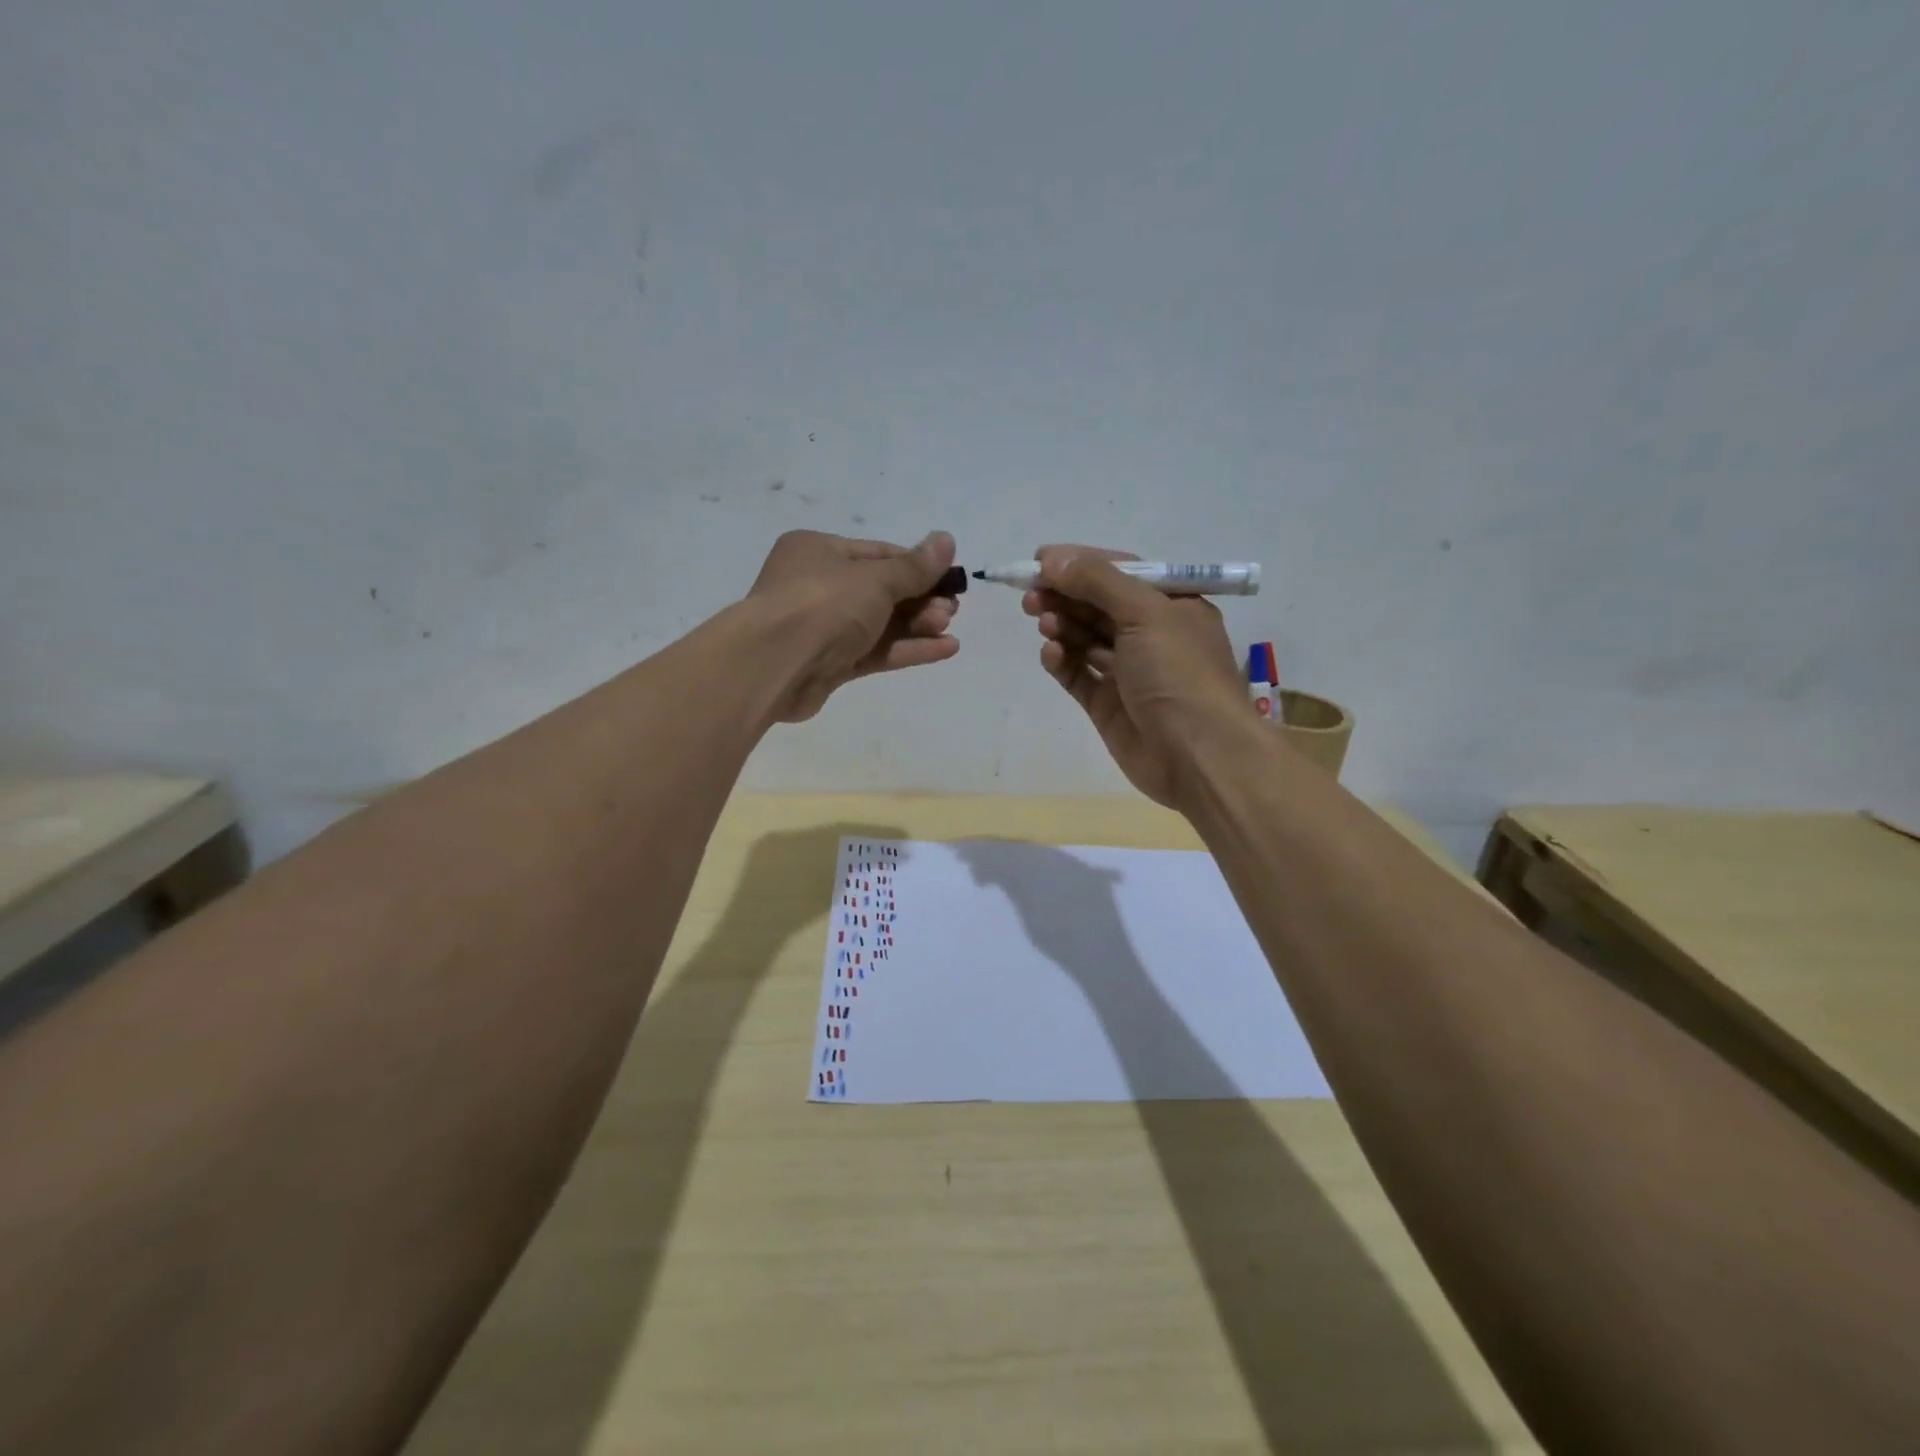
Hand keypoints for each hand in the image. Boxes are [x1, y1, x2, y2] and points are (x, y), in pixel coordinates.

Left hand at [748, 529, 960, 721]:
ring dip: (917, 626)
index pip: (878, 554)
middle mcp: (817, 586)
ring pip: (878, 624)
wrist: (774, 664)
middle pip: (880, 591)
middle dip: (919, 600)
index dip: (917, 566)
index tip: (949, 578)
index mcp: (819, 551)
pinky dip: (906, 650)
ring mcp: (822, 629)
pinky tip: (944, 650)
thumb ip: (914, 567)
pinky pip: (874, 652)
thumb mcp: (875, 579)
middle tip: (952, 610)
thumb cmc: (823, 604)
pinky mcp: (829, 666)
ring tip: (950, 629)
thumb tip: (947, 539)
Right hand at [1024, 545, 1250, 807]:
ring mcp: (1129, 672)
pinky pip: (1078, 675)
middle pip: (1098, 605)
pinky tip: (1050, 654)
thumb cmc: (1180, 674)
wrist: (1198, 757)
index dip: (1080, 563)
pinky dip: (1062, 661)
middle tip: (1031, 595)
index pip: (1120, 572)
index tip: (1040, 560)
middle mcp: (1151, 635)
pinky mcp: (1109, 706)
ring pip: (1085, 639)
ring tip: (1041, 621)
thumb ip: (1098, 581)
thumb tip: (1052, 558)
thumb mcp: (1145, 613)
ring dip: (1062, 625)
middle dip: (1065, 595)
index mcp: (1172, 605)